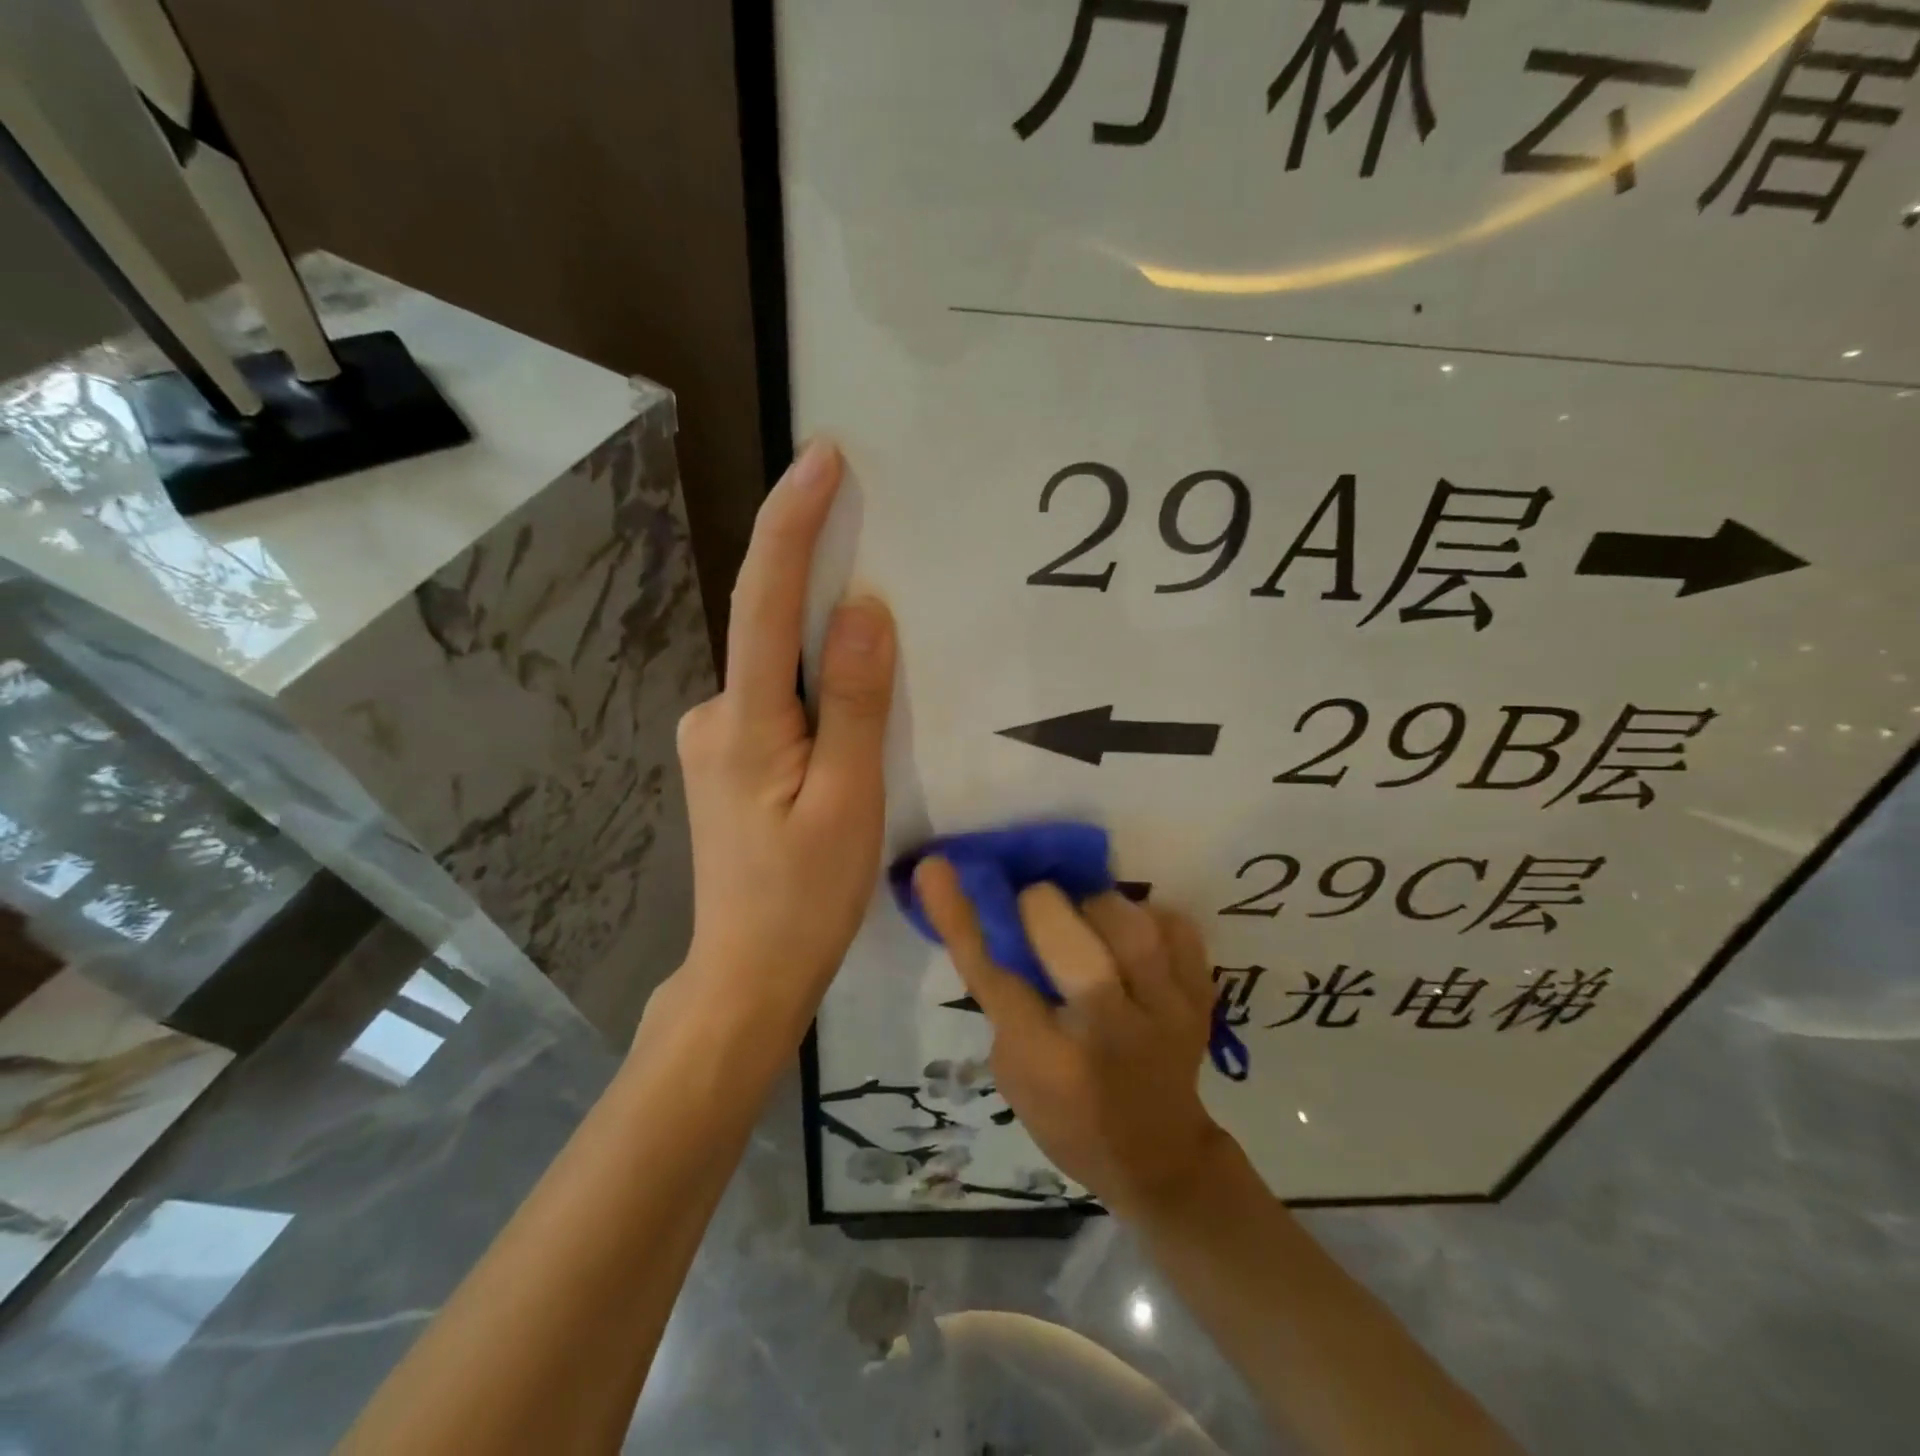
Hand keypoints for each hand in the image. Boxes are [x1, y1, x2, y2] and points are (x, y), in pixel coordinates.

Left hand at [668, 440, 895, 1041]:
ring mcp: (715, 739)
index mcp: (744, 722)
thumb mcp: (848, 802)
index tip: (822, 458)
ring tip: (880, 630)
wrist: (747, 974)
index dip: (792, 523)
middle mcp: (715, 714)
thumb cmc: (803, 899)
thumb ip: (856, 704)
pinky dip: (815, 685)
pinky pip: (779, 700)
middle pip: (770, 627)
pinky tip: (849, 706)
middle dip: (813, 571)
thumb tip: (865, 611)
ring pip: (778, 669)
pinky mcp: (729, 761)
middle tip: (868, 525)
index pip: (766, 601)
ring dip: (822, 640)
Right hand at [914, 859, 1229, 1219]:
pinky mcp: (1202, 998)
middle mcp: (1110, 1032)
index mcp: (1049, 1060)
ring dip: (1097, 908)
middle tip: (1036, 909)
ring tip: (1088, 922)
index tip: (936, 868)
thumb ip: (1005, 998)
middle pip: (1070, 940)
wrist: (1159, 1155)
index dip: (959, 914)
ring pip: (1130, 925)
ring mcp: (1167, 1013)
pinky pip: (1176, 928)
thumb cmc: (1067, 1117)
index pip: (993, 972)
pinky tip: (1131, 939)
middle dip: (1041, 907)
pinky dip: (1149, 919)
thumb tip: (999, 918)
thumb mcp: (1014, 1070)